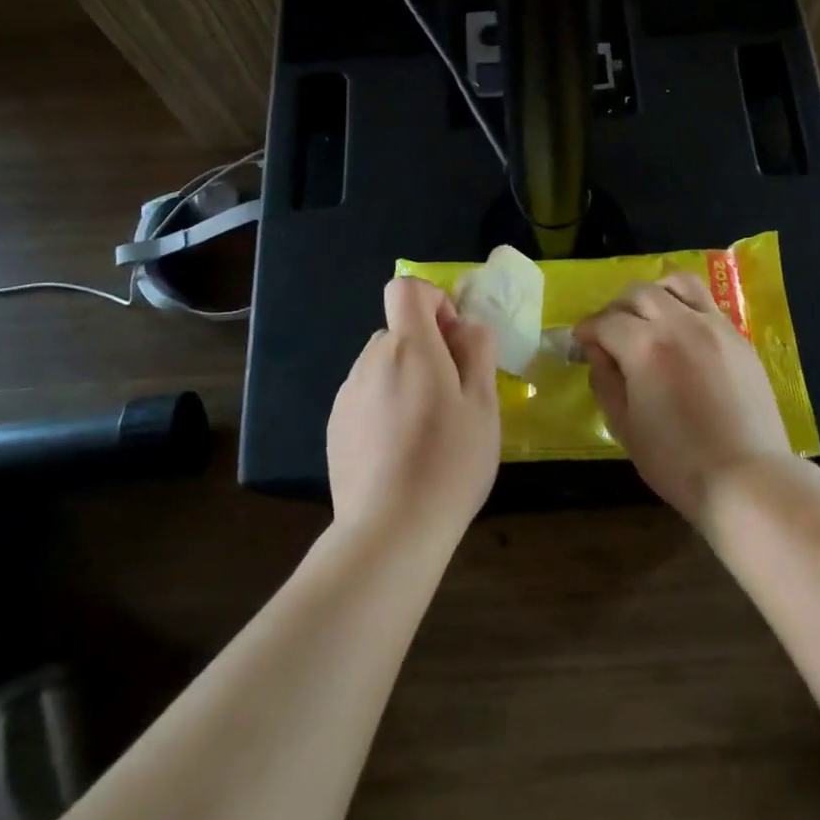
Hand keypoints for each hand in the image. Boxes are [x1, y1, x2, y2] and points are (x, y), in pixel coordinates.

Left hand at [327, 277, 499, 539]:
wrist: (390, 530)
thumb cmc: (449, 462)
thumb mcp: (484, 404)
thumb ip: (477, 351)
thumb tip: (465, 326)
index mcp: (409, 347)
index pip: (405, 289)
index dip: (433, 301)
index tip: (454, 340)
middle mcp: (371, 360)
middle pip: (399, 332)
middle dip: (428, 348)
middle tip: (454, 396)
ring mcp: (348, 394)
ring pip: (383, 365)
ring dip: (406, 378)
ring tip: (428, 430)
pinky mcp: (336, 426)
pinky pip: (367, 396)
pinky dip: (386, 406)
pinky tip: (400, 451)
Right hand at [574, 272, 794, 526]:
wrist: (746, 478)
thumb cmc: (676, 460)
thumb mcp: (624, 426)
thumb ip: (605, 381)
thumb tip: (598, 353)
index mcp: (645, 346)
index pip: (606, 322)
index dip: (587, 330)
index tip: (580, 342)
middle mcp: (680, 323)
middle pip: (639, 293)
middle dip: (616, 307)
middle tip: (609, 332)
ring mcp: (715, 326)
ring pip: (678, 284)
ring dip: (654, 293)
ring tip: (647, 317)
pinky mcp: (738, 338)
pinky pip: (706, 304)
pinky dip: (684, 307)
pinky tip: (681, 335)